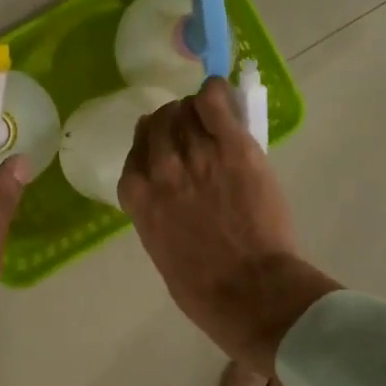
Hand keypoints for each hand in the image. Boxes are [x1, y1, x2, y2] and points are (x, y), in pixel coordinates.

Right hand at [119, 77, 339, 374]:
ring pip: (186, 109)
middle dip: (174, 123)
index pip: (136, 151)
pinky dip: (215, 94)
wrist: (249, 291)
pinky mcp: (233, 147)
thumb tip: (170, 199)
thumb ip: (158, 215)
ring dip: (196, 111)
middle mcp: (161, 169)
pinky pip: (215, 101)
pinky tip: (220, 98)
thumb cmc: (203, 288)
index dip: (151, 145)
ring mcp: (197, 154)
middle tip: (194, 130)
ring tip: (213, 119)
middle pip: (159, 123)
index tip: (165, 148)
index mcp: (138, 197)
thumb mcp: (161, 250)